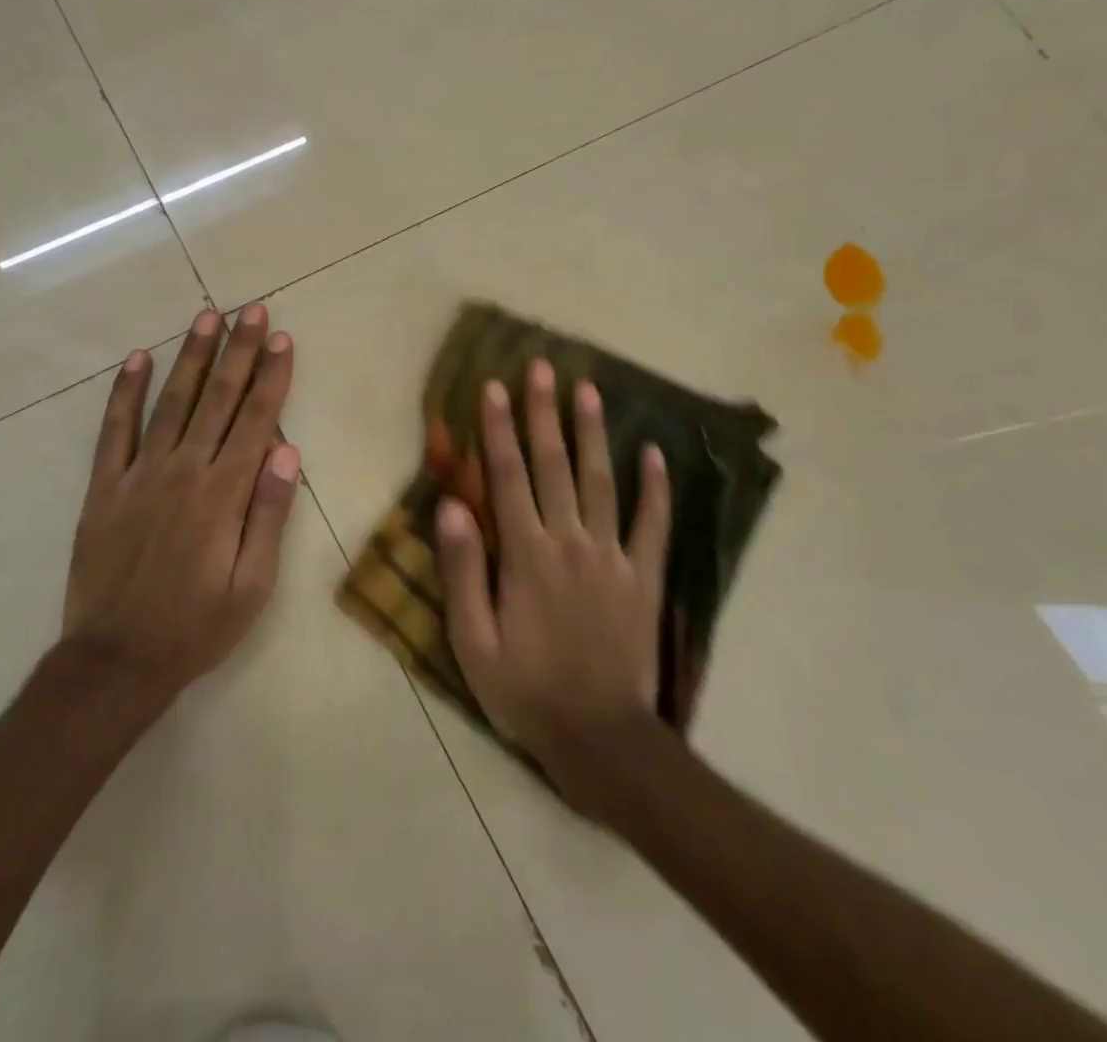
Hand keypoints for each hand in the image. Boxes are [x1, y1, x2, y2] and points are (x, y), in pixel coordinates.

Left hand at [62, 304, 299, 704]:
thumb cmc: (196, 628)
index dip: (271, 376)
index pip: (255, 420)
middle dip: (238, 351)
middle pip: (217, 399)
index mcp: (223, 494)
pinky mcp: (104, 487)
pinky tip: (138, 359)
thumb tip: (287, 451)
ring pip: (171, 402)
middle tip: (251, 310)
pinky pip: (115, 430)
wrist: (115, 662)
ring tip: (207, 317)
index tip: (281, 339)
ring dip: (191, 357)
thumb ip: (269, 515)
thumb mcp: (252, 586)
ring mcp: (139, 475)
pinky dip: (125, 392)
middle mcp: (183, 471)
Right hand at [435, 359, 670, 796]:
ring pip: (602, 481)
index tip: (496, 387)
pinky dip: (656, 487)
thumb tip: (451, 505)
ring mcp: (612, 556)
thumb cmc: (525, 690)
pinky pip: (653, 524)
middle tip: (543, 368)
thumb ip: (464, 570)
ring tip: (590, 390)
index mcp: (525, 554)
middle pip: (554, 465)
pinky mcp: (643, 577)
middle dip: (545, 413)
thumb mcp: (473, 641)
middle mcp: (569, 541)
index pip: (508, 476)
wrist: (600, 739)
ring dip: (593, 433)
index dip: (499, 429)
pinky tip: (655, 452)